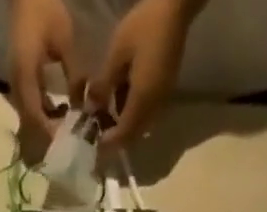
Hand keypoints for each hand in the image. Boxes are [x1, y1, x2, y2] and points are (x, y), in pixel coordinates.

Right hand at [8, 0, 81, 141]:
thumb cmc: (45, 11)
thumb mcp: (64, 41)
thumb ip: (73, 75)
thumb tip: (81, 106)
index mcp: (24, 75)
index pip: (36, 116)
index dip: (51, 131)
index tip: (68, 139)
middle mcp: (16, 85)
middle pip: (30, 122)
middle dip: (50, 133)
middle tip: (70, 139)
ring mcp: (16, 84)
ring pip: (30, 117)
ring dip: (47, 125)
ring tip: (67, 127)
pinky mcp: (19, 81)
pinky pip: (31, 106)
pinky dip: (44, 113)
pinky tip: (60, 112)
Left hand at [86, 0, 201, 145]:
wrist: (175, 7)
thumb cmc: (144, 26)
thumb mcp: (117, 53)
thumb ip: (103, 85)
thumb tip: (90, 109)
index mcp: (142, 101)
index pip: (123, 136)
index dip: (107, 143)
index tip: (93, 139)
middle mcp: (154, 108)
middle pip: (132, 135)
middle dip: (115, 135)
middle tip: (98, 124)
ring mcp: (162, 101)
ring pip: (140, 125)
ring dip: (124, 123)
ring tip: (107, 107)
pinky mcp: (165, 91)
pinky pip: (147, 113)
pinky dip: (133, 112)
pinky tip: (123, 94)